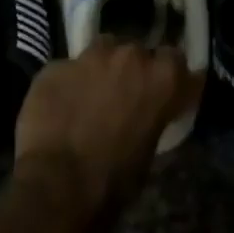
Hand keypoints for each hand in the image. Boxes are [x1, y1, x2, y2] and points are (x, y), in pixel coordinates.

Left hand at [15, 41, 202, 211]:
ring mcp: (89, 57)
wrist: (58, 183)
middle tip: (124, 95)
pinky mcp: (55, 66)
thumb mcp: (150, 150)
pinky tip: (59, 106)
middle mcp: (130, 57)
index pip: (178, 61)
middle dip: (133, 70)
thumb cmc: (114, 179)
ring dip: (102, 67)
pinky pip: (67, 69)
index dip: (170, 77)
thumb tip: (148, 116)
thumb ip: (154, 117)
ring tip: (91, 93)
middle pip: (137, 52)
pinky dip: (67, 83)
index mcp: (162, 79)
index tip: (165, 92)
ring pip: (102, 49)